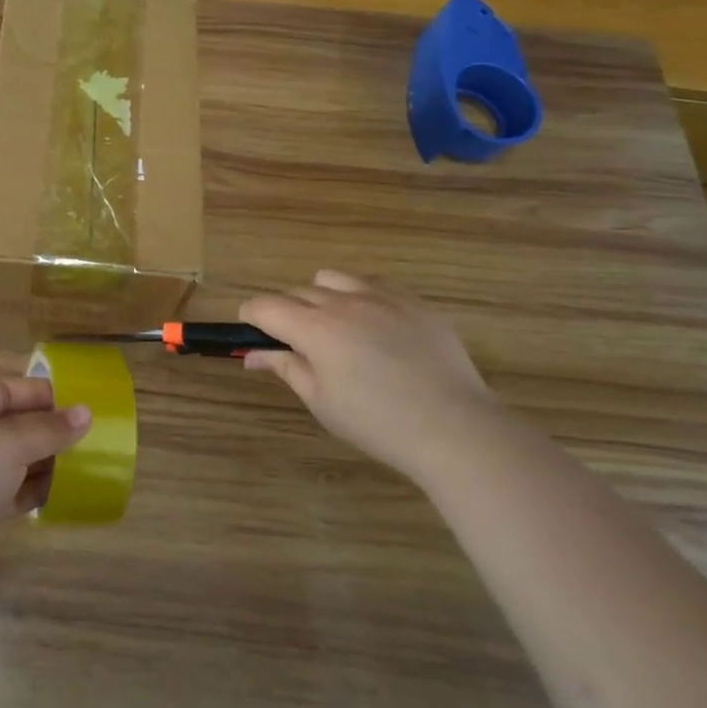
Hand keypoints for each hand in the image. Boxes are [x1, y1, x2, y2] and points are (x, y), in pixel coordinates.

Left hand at [0, 374, 90, 604]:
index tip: (81, 403)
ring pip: (11, 458)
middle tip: (92, 437)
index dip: (40, 394)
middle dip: (47, 429)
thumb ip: (46, 430)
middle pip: (9, 423)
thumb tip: (86, 413)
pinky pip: (9, 490)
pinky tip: (64, 493)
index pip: (3, 388)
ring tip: (87, 464)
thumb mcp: (5, 446)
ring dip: (45, 461)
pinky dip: (33, 490)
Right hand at [241, 270, 510, 482]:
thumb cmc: (377, 422)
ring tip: (334, 329)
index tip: (252, 333)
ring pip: (332, 279)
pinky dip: (359, 299)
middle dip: (286, 312)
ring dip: (320, 297)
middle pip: (297, 292)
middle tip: (296, 344)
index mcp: (315, 328)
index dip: (251, 317)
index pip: (265, 306)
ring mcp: (382, 297)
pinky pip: (373, 286)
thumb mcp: (321, 401)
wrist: (454, 427)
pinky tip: (374, 331)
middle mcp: (344, 302)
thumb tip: (253, 355)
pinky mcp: (414, 302)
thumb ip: (285, 368)